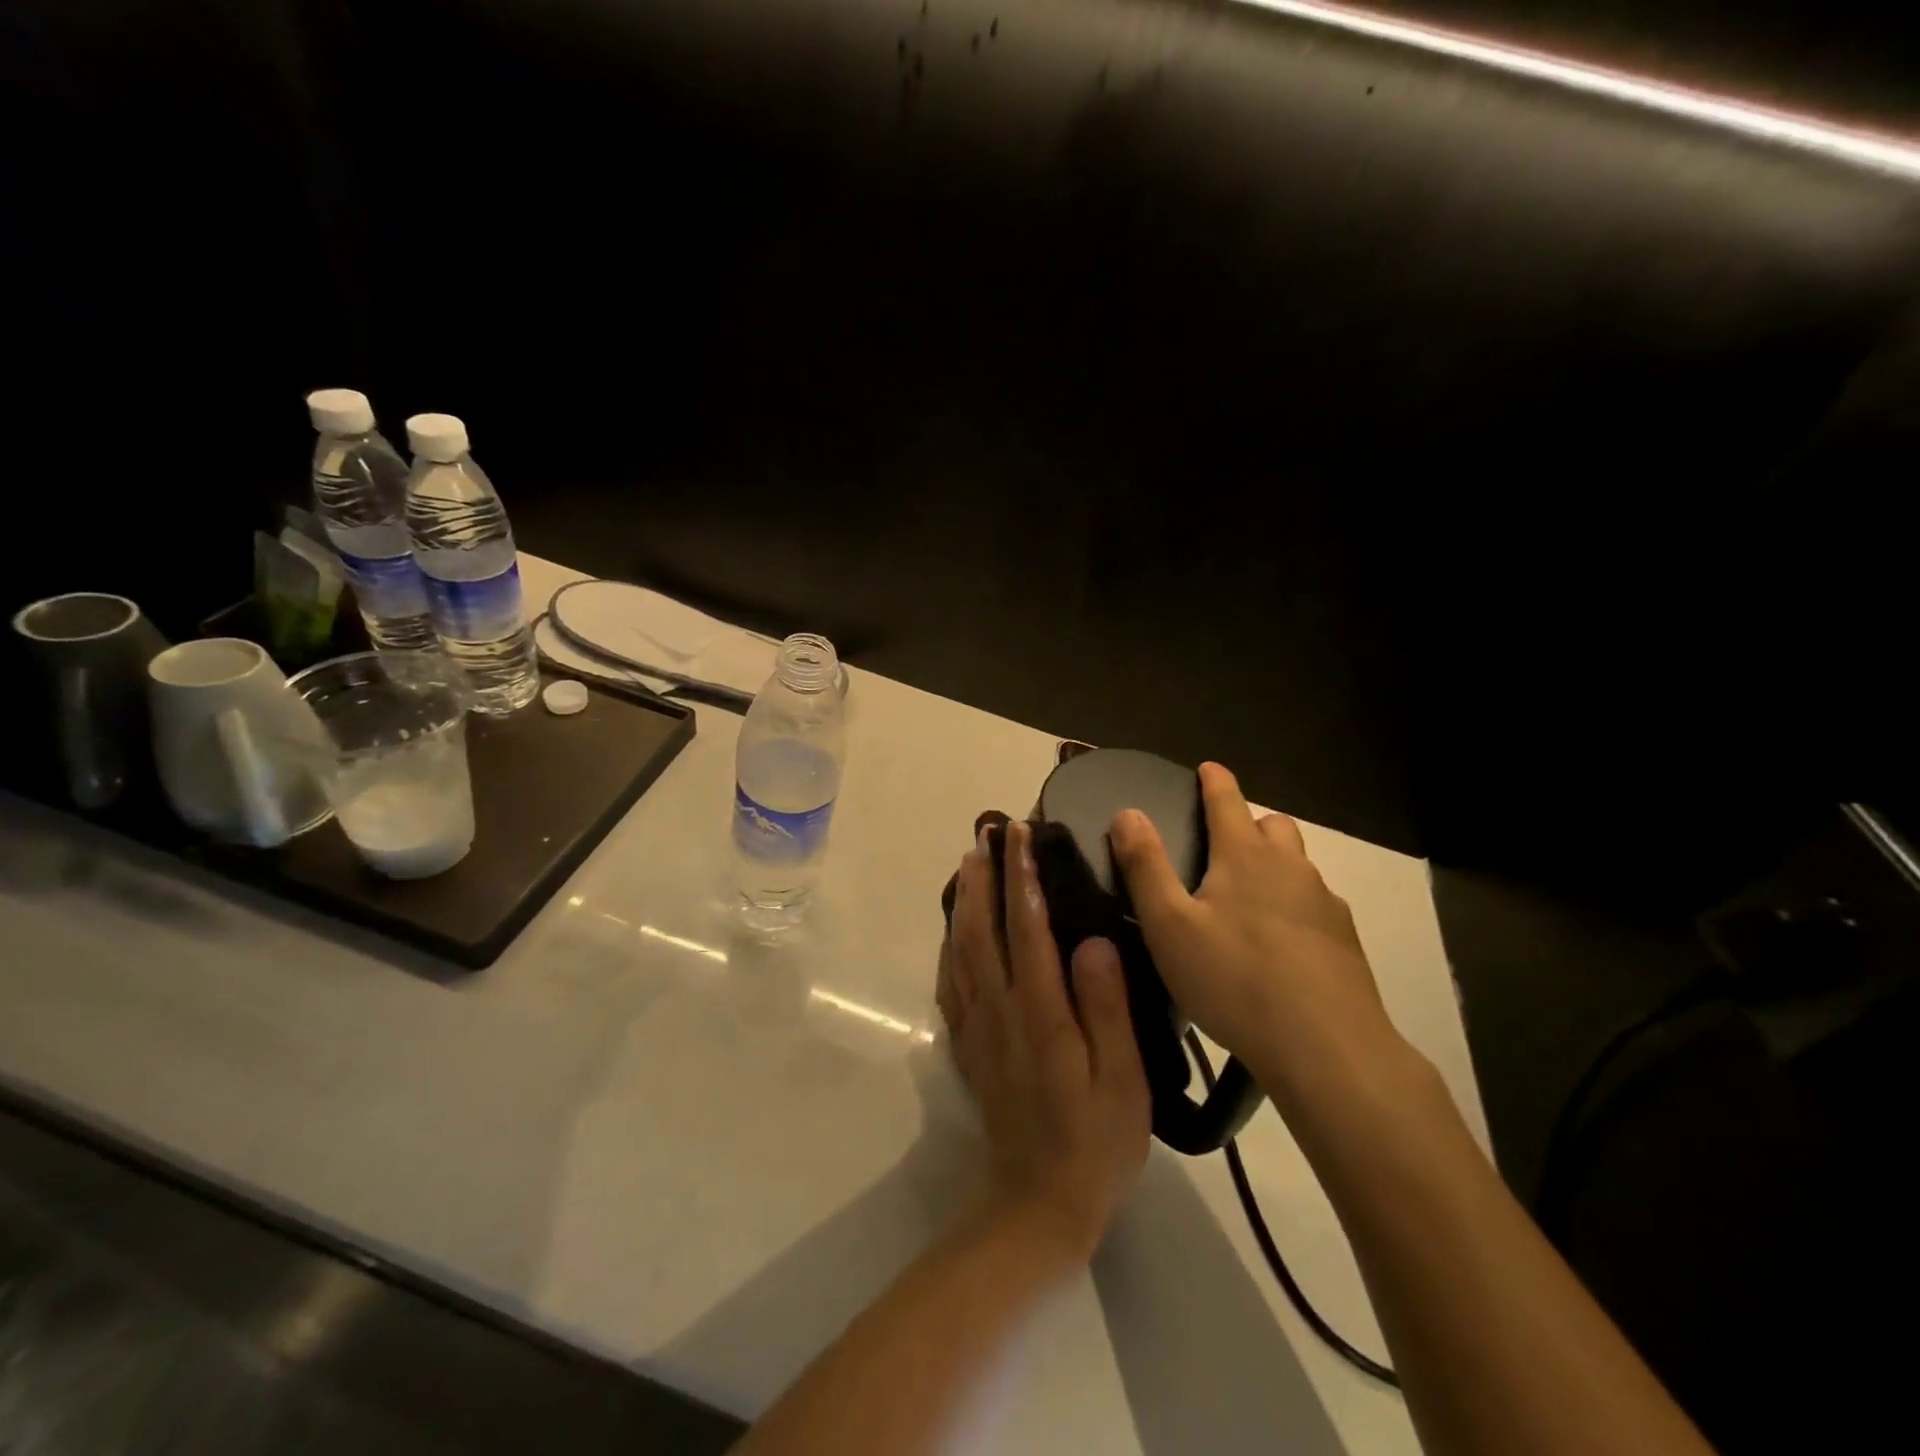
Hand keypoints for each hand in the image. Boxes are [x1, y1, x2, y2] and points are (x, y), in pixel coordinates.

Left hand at [936, 820, 1150, 1261]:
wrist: (1039, 1203)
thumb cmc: (1095, 1141)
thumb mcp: (1122, 1080)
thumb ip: (1105, 1008)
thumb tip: (1093, 941)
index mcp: (1039, 1012)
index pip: (1027, 928)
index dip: (1021, 877)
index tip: (1020, 836)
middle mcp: (1000, 1009)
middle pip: (982, 929)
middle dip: (984, 877)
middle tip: (985, 835)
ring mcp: (978, 1026)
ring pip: (961, 949)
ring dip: (964, 902)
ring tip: (968, 865)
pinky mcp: (969, 1044)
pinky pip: (951, 982)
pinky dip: (949, 945)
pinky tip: (954, 930)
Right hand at [1109, 763, 1403, 1107]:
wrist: (1328, 1048)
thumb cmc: (1235, 979)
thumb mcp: (1169, 925)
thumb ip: (1145, 866)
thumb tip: (1128, 812)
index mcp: (1245, 855)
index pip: (1228, 799)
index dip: (1214, 780)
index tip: (1207, 768)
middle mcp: (1291, 867)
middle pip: (1272, 826)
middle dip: (1248, 823)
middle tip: (1221, 846)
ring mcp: (1325, 903)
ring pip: (1297, 866)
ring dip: (1273, 866)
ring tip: (1246, 901)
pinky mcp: (1345, 941)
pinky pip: (1315, 905)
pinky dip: (1294, 907)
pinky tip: (1279, 946)